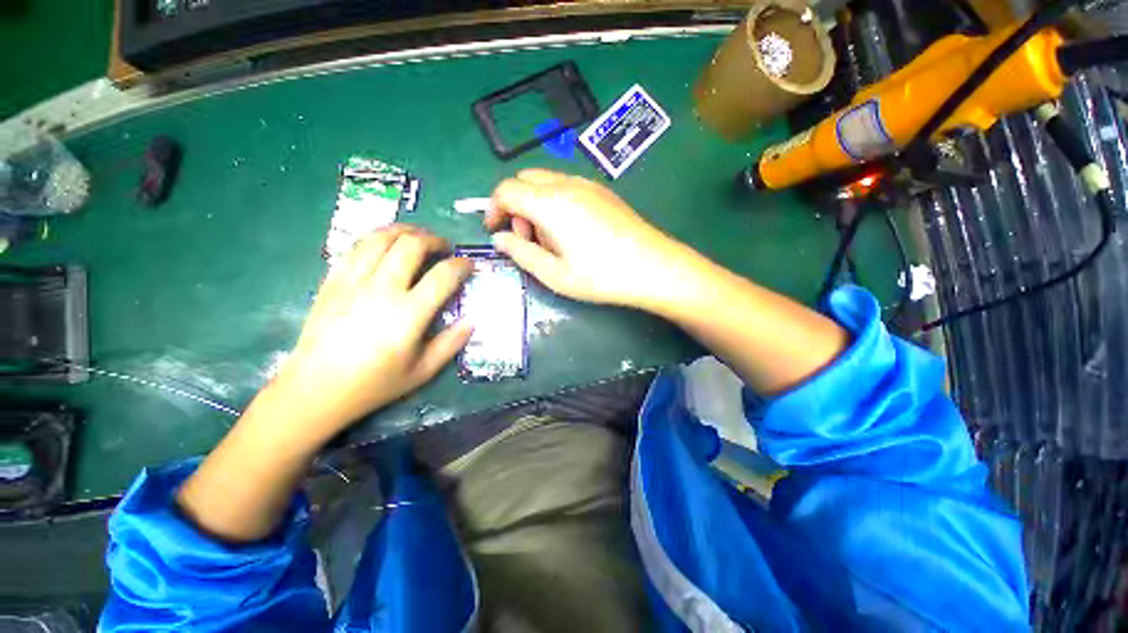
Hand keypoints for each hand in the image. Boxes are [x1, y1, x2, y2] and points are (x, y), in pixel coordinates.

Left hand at [268, 225, 472, 443]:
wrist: (316, 389)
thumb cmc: (375, 383)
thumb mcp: (423, 371)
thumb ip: (451, 343)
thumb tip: (472, 319)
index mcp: (408, 314)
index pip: (443, 275)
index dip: (462, 265)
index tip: (469, 265)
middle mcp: (382, 289)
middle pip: (412, 245)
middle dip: (435, 240)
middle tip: (445, 248)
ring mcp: (353, 281)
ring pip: (381, 237)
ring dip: (405, 231)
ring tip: (418, 237)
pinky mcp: (333, 280)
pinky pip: (356, 246)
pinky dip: (377, 237)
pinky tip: (386, 243)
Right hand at [486, 169, 691, 309]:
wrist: (654, 267)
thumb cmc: (601, 276)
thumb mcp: (554, 274)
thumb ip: (521, 254)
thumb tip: (500, 239)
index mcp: (550, 203)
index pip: (506, 190)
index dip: (493, 208)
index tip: (495, 230)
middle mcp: (566, 184)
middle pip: (525, 180)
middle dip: (515, 206)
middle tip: (527, 239)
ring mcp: (588, 185)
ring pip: (545, 183)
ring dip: (536, 205)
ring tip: (552, 241)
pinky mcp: (602, 192)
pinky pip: (566, 187)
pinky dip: (555, 203)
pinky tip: (571, 232)